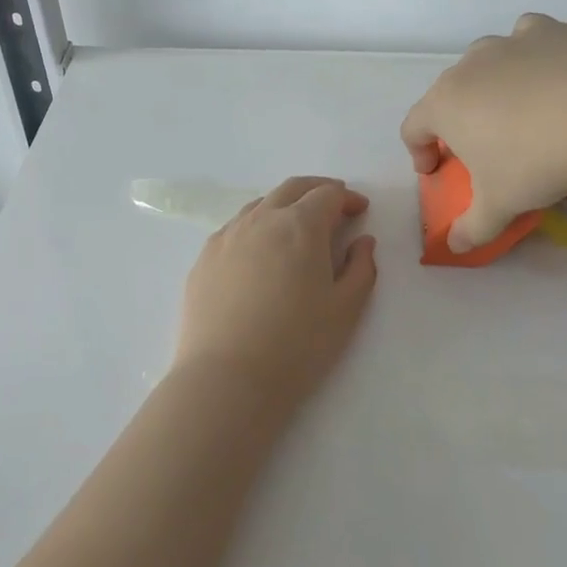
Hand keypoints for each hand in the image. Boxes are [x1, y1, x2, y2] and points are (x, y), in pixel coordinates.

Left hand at [171, 176, 378, 406]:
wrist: (227, 378)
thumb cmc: (297, 344)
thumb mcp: (346, 309)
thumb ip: (361, 268)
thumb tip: (362, 241)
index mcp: (300, 226)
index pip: (328, 194)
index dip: (348, 198)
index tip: (360, 210)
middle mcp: (261, 219)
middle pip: (292, 188)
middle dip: (317, 190)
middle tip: (333, 206)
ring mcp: (227, 236)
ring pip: (260, 204)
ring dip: (285, 206)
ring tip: (297, 227)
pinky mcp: (204, 258)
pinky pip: (236, 228)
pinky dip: (257, 226)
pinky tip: (261, 252)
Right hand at [401, 13, 566, 250]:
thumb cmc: (536, 162)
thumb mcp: (500, 205)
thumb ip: (472, 228)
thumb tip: (455, 246)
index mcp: (444, 106)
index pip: (413, 127)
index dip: (418, 152)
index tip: (435, 171)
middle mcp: (467, 67)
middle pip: (447, 94)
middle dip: (456, 120)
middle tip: (480, 148)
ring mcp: (507, 43)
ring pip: (484, 62)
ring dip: (489, 85)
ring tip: (516, 111)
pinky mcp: (546, 30)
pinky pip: (524, 38)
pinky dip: (527, 55)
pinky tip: (545, 72)